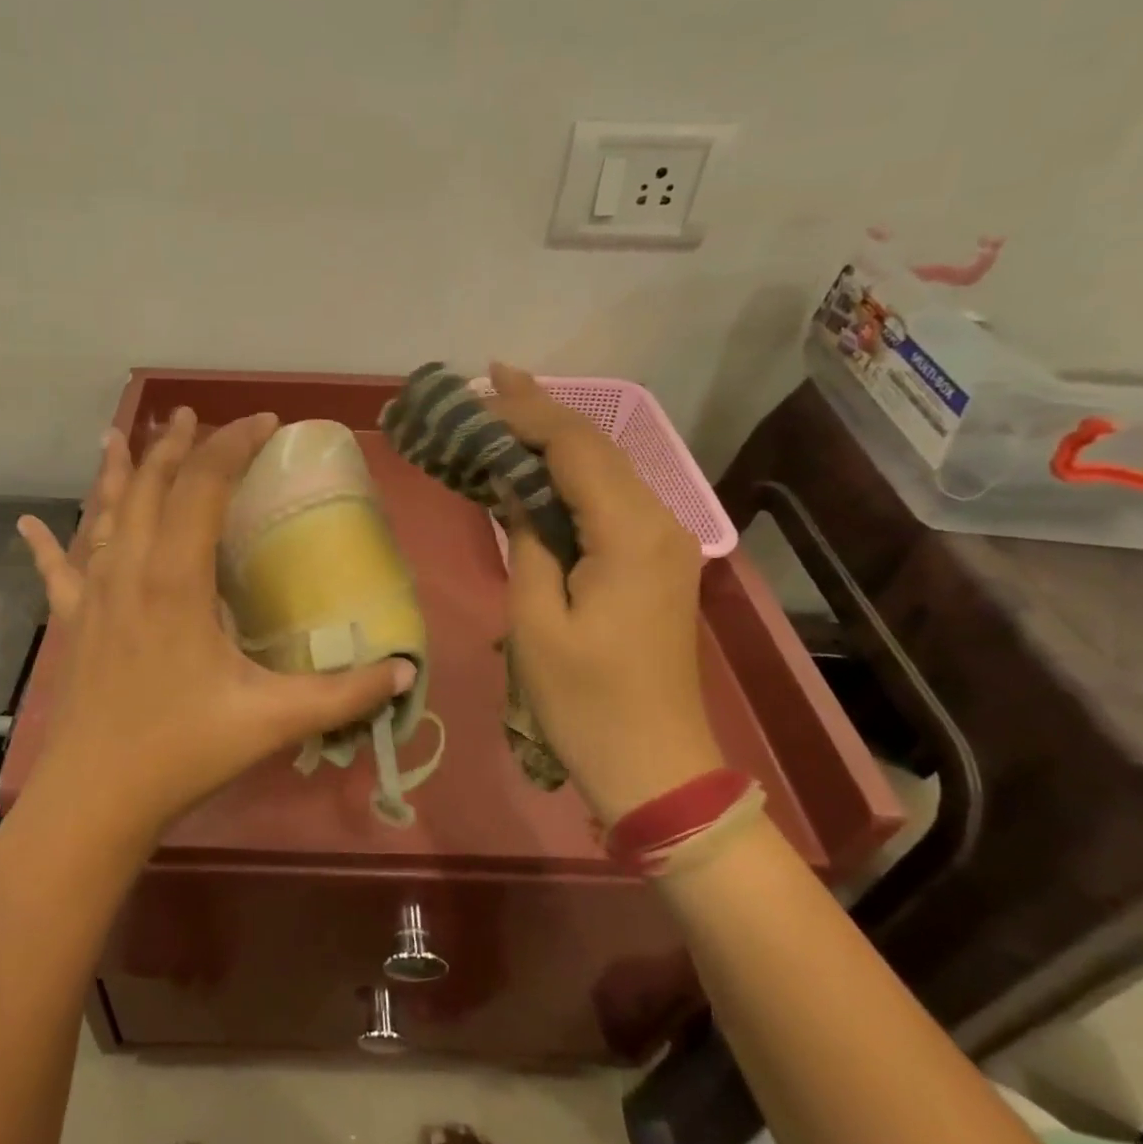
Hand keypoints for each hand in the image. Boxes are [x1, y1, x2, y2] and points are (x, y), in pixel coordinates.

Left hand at [16, 408, 414, 851]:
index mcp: (177, 579)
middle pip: (151, 486)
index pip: (204, 485)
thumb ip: (344, 693)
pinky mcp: (73, 623)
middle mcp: (130, 570)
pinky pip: (58, 570)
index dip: (233, 445)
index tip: (264, 422)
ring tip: (118, 434)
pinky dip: (47, 542)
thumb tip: (407, 672)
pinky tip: (29, 522)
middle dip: (173, 444)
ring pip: (104, 514)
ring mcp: (94, 594)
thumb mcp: (272, 720)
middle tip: (190, 413)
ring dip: (117, 472)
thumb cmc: (182, 751)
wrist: (94, 801)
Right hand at [489, 363, 723, 819]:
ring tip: (509, 404)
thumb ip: (527, 538)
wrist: (657, 765)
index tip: (477, 395)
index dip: (524, 414)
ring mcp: (665, 540)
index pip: (574, 447)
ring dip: (557, 435)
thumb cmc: (585, 700)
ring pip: (607, 467)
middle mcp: (659, 521)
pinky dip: (573, 471)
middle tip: (490, 378)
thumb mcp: (536, 619)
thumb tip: (515, 488)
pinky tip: (542, 460)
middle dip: (542, 409)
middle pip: (597, 446)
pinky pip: (612, 497)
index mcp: (629, 532)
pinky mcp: (658, 559)